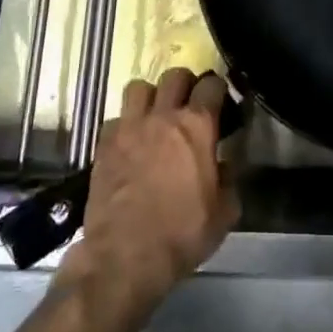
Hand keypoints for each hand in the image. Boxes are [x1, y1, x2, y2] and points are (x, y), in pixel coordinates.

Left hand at [55, 68, 237, 316]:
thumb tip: (223, 166)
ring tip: (155, 116)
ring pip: (139, 87)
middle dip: (186, 84)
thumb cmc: (182, 234)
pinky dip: (125, 125)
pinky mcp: (104, 144)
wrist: (124, 257)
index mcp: (197, 126)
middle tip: (189, 104)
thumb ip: (228, 180)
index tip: (220, 101)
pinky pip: (116, 118)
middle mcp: (163, 116)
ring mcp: (129, 127)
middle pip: (175, 75)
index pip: (211, 85)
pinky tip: (130, 143)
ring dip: (151, 96)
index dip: (218, 89)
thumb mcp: (224, 213)